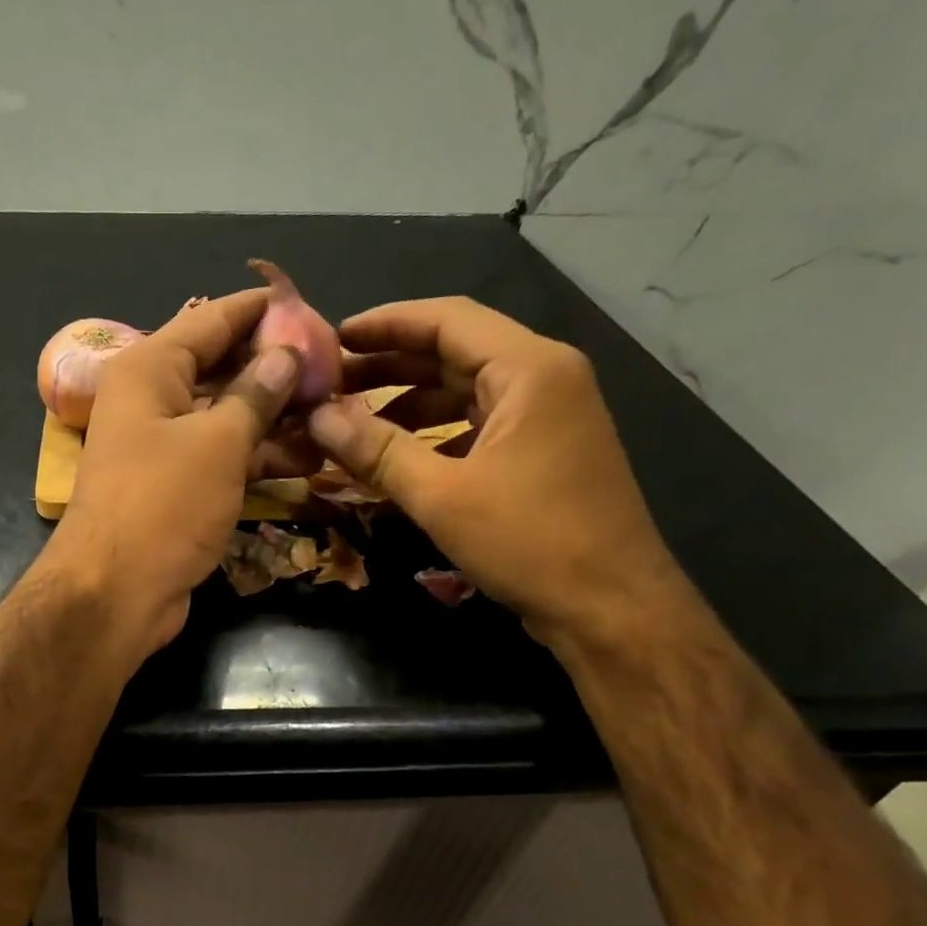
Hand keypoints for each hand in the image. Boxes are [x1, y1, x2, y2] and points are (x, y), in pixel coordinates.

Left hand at [44, 288, 306, 657]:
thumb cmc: (163, 505)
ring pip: (227, 416)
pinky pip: (223, 457)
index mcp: (150, 369)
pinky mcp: (177, 488)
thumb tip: (287, 354)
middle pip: (222, 368)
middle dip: (276, 367)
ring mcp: (164, 447)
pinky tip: (309, 455)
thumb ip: (256, 394)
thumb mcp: (218, 443)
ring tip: (335, 409)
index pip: (213, 319)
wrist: (116, 593)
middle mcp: (153, 400)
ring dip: (276, 416)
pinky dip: (260, 455)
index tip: (313, 306)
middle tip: (335, 366)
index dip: (262, 311)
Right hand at [307, 297, 689, 647]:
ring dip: (409, 401)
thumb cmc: (529, 541)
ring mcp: (547, 416)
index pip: (447, 319)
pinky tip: (397, 454)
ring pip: (466, 391)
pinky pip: (478, 425)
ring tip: (352, 420)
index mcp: (529, 369)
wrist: (609, 605)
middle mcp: (543, 378)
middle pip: (456, 351)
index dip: (385, 324)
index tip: (332, 338)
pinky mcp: (542, 452)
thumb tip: (317, 417)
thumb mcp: (442, 495)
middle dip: (391, 364)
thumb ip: (376, 450)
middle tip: (331, 383)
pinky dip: (435, 433)